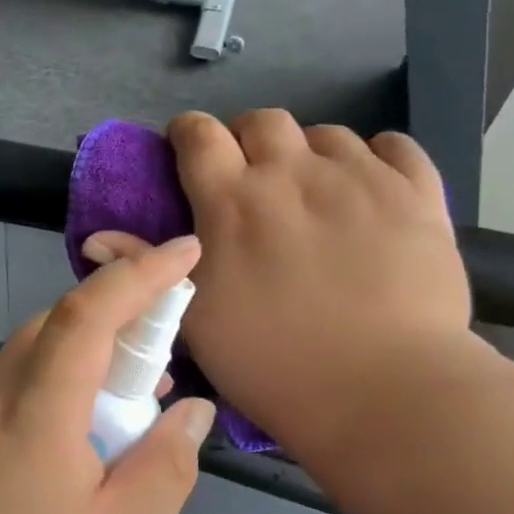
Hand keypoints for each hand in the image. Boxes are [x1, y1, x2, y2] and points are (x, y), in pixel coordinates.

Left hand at [0, 236, 216, 513]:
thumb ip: (162, 470)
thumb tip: (192, 410)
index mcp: (35, 411)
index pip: (88, 313)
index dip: (139, 274)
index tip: (184, 251)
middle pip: (58, 322)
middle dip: (118, 316)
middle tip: (162, 359)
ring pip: (33, 352)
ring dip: (85, 356)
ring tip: (127, 410)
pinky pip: (12, 383)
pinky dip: (53, 384)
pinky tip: (71, 441)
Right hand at [85, 110, 477, 460]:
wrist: (381, 392)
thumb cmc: (272, 362)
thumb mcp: (195, 319)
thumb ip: (147, 267)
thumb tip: (95, 237)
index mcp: (232, 200)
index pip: (199, 134)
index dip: (188, 133)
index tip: (188, 149)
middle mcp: (293, 173)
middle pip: (263, 120)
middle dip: (248, 138)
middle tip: (252, 177)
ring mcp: (361, 178)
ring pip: (328, 133)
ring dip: (310, 152)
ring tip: (314, 191)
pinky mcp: (417, 195)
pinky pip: (396, 147)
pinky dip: (377, 158)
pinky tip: (371, 186)